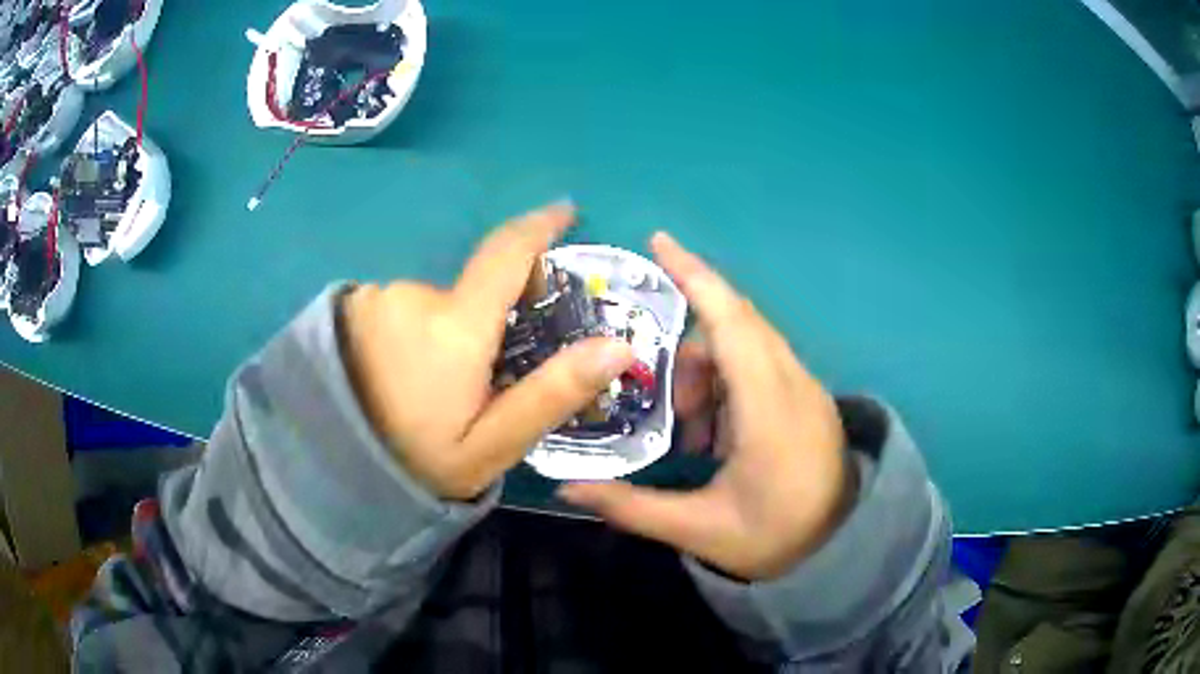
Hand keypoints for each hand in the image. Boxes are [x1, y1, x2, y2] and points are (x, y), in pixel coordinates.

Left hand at [341, 202, 635, 499]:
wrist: (331, 470)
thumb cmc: (417, 460)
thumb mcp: (493, 443)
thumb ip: (553, 392)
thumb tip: (618, 346)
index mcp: (454, 326)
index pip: (506, 253)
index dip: (541, 226)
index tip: (566, 212)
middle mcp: (413, 296)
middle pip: (470, 291)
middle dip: (486, 322)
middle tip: (481, 380)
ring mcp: (376, 299)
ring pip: (433, 303)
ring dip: (445, 332)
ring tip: (433, 389)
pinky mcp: (351, 308)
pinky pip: (400, 308)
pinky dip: (413, 331)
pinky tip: (399, 376)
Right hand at [560, 233, 853, 580]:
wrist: (843, 548)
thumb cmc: (777, 539)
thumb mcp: (701, 530)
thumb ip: (632, 507)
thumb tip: (566, 489)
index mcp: (770, 410)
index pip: (732, 323)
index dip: (695, 278)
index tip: (658, 243)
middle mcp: (793, 383)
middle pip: (737, 324)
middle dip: (688, 349)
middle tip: (662, 398)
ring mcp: (805, 387)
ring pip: (748, 343)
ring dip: (708, 372)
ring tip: (690, 429)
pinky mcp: (807, 396)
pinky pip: (761, 362)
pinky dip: (727, 381)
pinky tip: (715, 431)